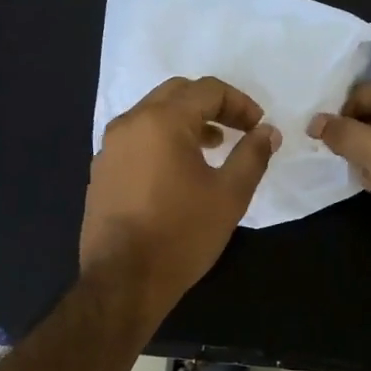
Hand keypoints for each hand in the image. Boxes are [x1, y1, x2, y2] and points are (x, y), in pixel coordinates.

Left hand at [80, 76, 281, 320]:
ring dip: (186, 121)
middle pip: (177, 93)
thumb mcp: (230, 195)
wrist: (123, 281)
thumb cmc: (182, 234)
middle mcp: (130, 123)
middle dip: (212, 106)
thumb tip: (268, 131)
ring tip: (213, 147)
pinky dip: (163, 140)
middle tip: (238, 129)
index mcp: (161, 121)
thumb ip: (253, 155)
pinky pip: (137, 139)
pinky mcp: (102, 171)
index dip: (240, 103)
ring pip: (153, 115)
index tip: (258, 127)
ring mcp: (110, 147)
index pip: (208, 90)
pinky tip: (179, 171)